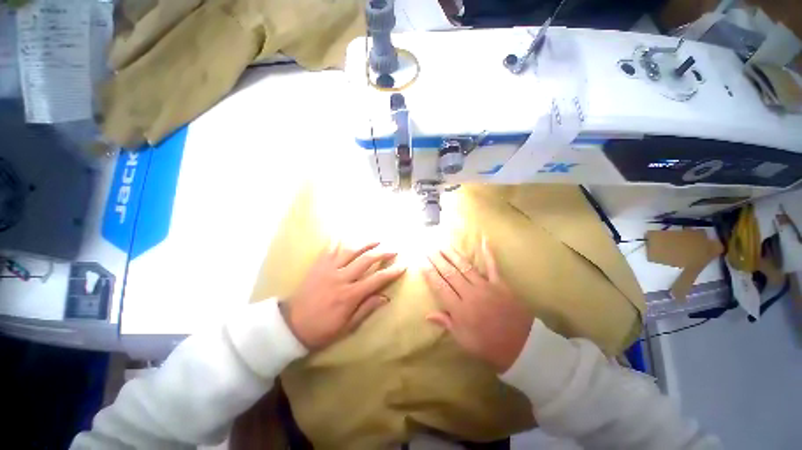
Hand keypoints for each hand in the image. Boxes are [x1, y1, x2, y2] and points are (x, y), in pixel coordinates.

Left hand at [281, 242, 405, 349]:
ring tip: (377, 240)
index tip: (403, 266)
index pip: (376, 279)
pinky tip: (346, 237)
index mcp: (350, 295)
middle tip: (393, 250)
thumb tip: (385, 297)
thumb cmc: (321, 330)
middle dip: (382, 253)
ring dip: (365, 244)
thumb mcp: (347, 326)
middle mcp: (341, 278)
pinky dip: (339, 242)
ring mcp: (328, 270)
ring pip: (350, 251)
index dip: (391, 272)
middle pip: (366, 260)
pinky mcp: (318, 266)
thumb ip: (366, 309)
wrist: (290, 326)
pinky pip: (330, 250)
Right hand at [423, 238, 533, 372]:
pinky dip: (488, 253)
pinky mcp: (500, 284)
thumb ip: (446, 323)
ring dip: (452, 254)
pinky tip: (483, 240)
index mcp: (460, 309)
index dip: (429, 273)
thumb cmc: (488, 345)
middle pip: (450, 273)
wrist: (522, 347)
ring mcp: (486, 286)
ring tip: (442, 244)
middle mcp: (470, 294)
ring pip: (465, 267)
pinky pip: (493, 266)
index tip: (421, 262)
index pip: (440, 286)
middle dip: (437, 259)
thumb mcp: (464, 340)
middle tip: (428, 248)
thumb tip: (427, 314)